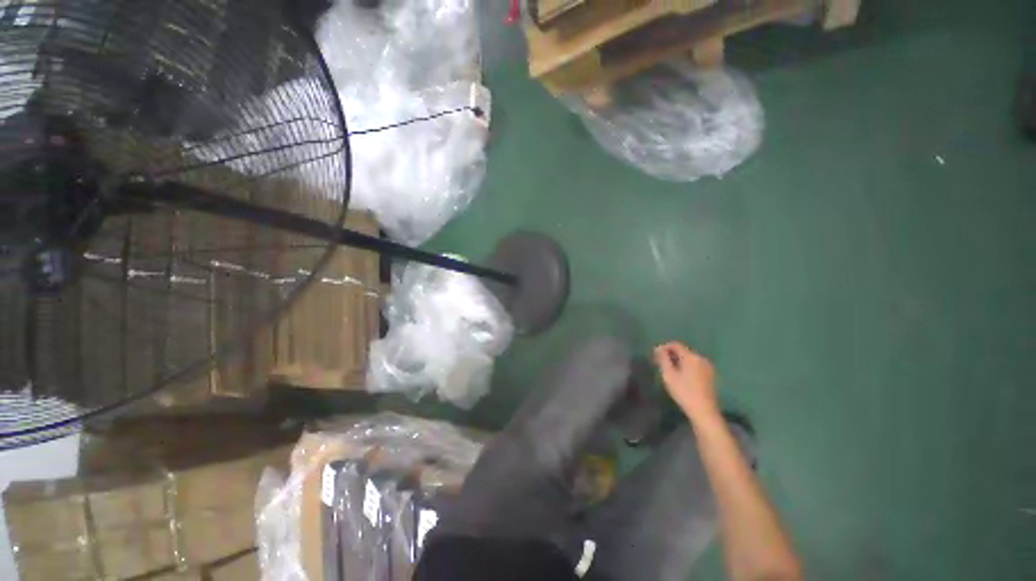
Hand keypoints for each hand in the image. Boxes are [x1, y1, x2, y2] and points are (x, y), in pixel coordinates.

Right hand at [654, 342, 720, 422]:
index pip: (675, 344)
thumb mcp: (668, 374)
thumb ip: (663, 359)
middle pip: (683, 351)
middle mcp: (701, 358)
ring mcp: (708, 367)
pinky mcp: (710, 375)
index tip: (655, 356)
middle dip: (671, 355)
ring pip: (689, 358)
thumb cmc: (684, 392)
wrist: (704, 411)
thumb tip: (658, 348)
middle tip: (660, 364)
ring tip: (669, 371)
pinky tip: (681, 377)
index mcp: (691, 356)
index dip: (663, 347)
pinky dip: (686, 367)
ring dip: (678, 361)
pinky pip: (695, 365)